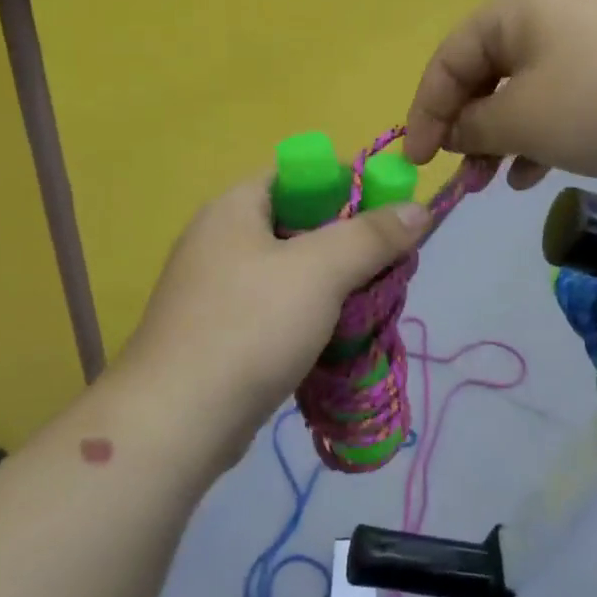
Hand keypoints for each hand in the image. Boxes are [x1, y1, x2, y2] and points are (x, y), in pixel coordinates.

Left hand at [113, 175, 429, 469]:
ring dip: (336, 284)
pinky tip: (340, 337)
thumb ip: (371, 235)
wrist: (177, 423)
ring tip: (374, 304)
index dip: (346, 183)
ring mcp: (219, 291)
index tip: (389, 214)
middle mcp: (221, 241)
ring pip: (293, 272)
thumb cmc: (249, 327)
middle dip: (350, 242)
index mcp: (234, 209)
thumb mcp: (319, 271)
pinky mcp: (224, 334)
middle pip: (300, 223)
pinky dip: (312, 316)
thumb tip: (419, 208)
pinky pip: (279, 309)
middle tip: (390, 265)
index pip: (298, 173)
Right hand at [403, 0, 596, 186]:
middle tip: (459, 177)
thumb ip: (474, 126)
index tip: (418, 160)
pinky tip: (530, 176)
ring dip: (498, 141)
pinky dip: (536, 139)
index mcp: (515, 13)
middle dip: (465, 130)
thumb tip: (454, 132)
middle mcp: (545, 21)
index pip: (449, 59)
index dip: (426, 111)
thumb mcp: (523, 117)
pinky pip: (555, 107)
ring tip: (489, 184)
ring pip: (519, 96)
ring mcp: (581, 48)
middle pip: (483, 76)